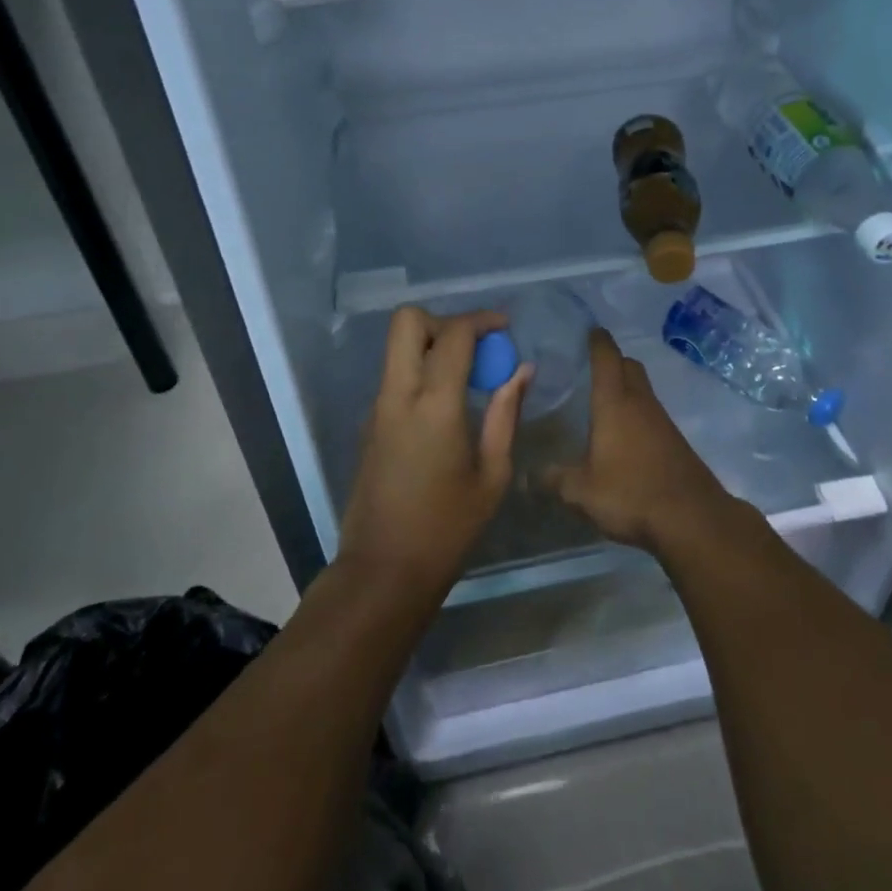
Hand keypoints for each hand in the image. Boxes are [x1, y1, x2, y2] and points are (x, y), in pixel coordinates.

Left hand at [339, 306, 530, 595]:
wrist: (383, 571)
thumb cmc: (447, 528)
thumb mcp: (492, 475)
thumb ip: (506, 414)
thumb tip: (522, 371)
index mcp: (434, 404)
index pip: (453, 334)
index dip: (481, 320)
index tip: (505, 327)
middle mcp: (399, 394)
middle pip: (407, 321)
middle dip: (443, 320)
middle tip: (474, 347)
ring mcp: (378, 407)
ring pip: (397, 346)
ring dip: (431, 344)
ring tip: (467, 375)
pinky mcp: (369, 423)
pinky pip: (395, 375)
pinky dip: (420, 369)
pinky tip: (447, 404)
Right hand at [545, 328, 736, 552]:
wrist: (692, 518)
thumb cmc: (630, 493)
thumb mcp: (581, 492)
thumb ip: (554, 480)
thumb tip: (527, 477)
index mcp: (614, 402)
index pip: (606, 357)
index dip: (597, 340)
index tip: (589, 329)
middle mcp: (640, 402)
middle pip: (629, 366)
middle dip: (613, 360)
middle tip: (591, 366)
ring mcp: (661, 421)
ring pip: (642, 390)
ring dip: (626, 388)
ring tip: (603, 401)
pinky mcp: (675, 441)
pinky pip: (651, 413)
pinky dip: (637, 412)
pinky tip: (624, 435)